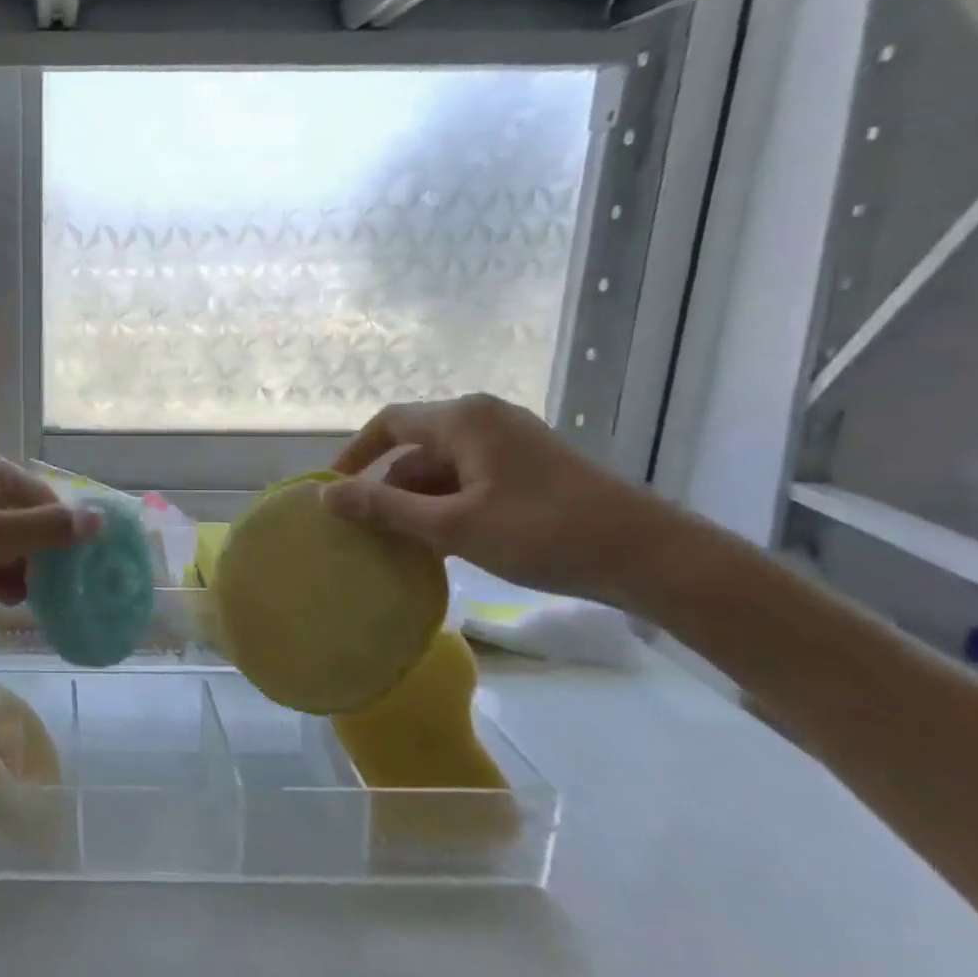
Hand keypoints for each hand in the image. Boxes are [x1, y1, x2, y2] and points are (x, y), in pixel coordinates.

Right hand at [323, 394, 679, 605]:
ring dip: (418, 501)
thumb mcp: (453, 525)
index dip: (354, 455)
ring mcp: (511, 442)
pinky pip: (470, 478)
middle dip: (388, 487)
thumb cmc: (544, 533)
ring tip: (402, 545)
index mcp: (464, 420)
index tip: (333, 492)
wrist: (651, 556)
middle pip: (415, 447)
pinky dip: (448, 505)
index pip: (389, 424)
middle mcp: (485, 420)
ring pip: (443, 467)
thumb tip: (326, 495)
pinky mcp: (530, 467)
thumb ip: (385, 508)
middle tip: (368, 530)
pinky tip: (443, 543)